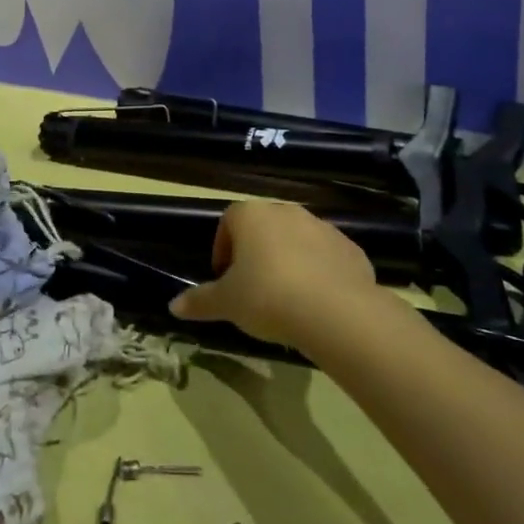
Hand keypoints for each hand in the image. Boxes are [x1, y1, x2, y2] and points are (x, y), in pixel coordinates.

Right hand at [169, 200, 377, 345]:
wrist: (336, 311)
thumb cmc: (268, 297)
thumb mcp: (227, 303)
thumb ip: (200, 301)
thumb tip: (173, 306)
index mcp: (251, 215)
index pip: (228, 221)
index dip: (223, 248)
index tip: (223, 278)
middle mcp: (286, 211)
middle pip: (264, 228)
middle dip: (256, 254)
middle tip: (252, 289)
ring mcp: (322, 227)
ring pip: (297, 240)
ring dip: (289, 261)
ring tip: (286, 299)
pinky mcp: (350, 249)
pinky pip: (327, 258)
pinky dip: (320, 274)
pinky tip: (317, 303)